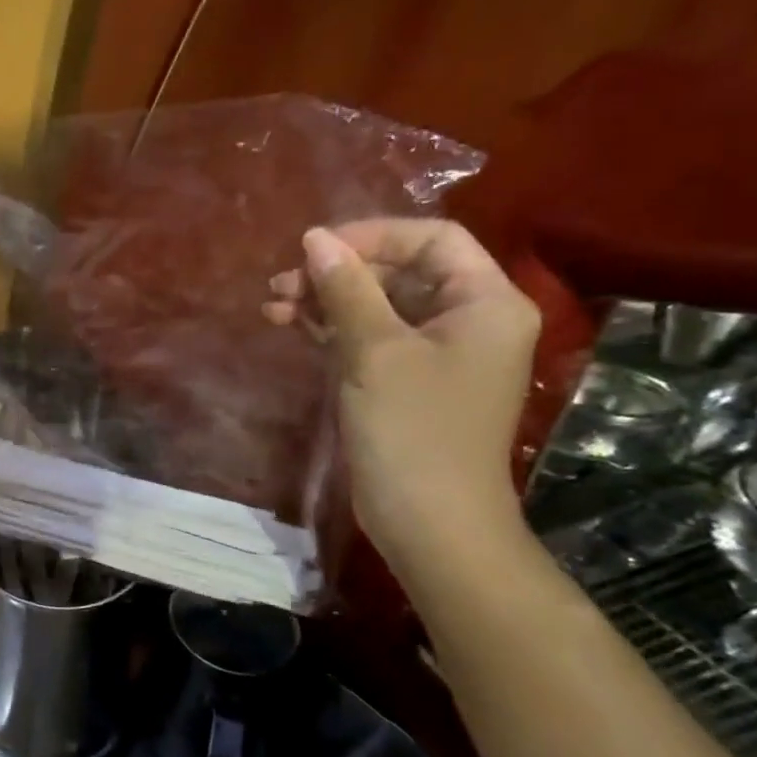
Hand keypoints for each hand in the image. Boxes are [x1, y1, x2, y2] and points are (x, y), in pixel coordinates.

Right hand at [263, 220, 539, 569]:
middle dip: (338, 272)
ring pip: (377, 305)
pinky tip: (289, 324)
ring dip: (325, 301)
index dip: (372, 235)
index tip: (313, 248)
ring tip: (272, 305)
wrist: (429, 521)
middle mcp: (467, 320)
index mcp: (484, 302)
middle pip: (399, 271)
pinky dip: (331, 329)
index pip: (432, 240)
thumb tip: (315, 239)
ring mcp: (435, 353)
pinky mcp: (405, 381)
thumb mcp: (375, 351)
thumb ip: (346, 289)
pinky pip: (368, 337)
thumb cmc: (412, 429)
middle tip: (281, 283)